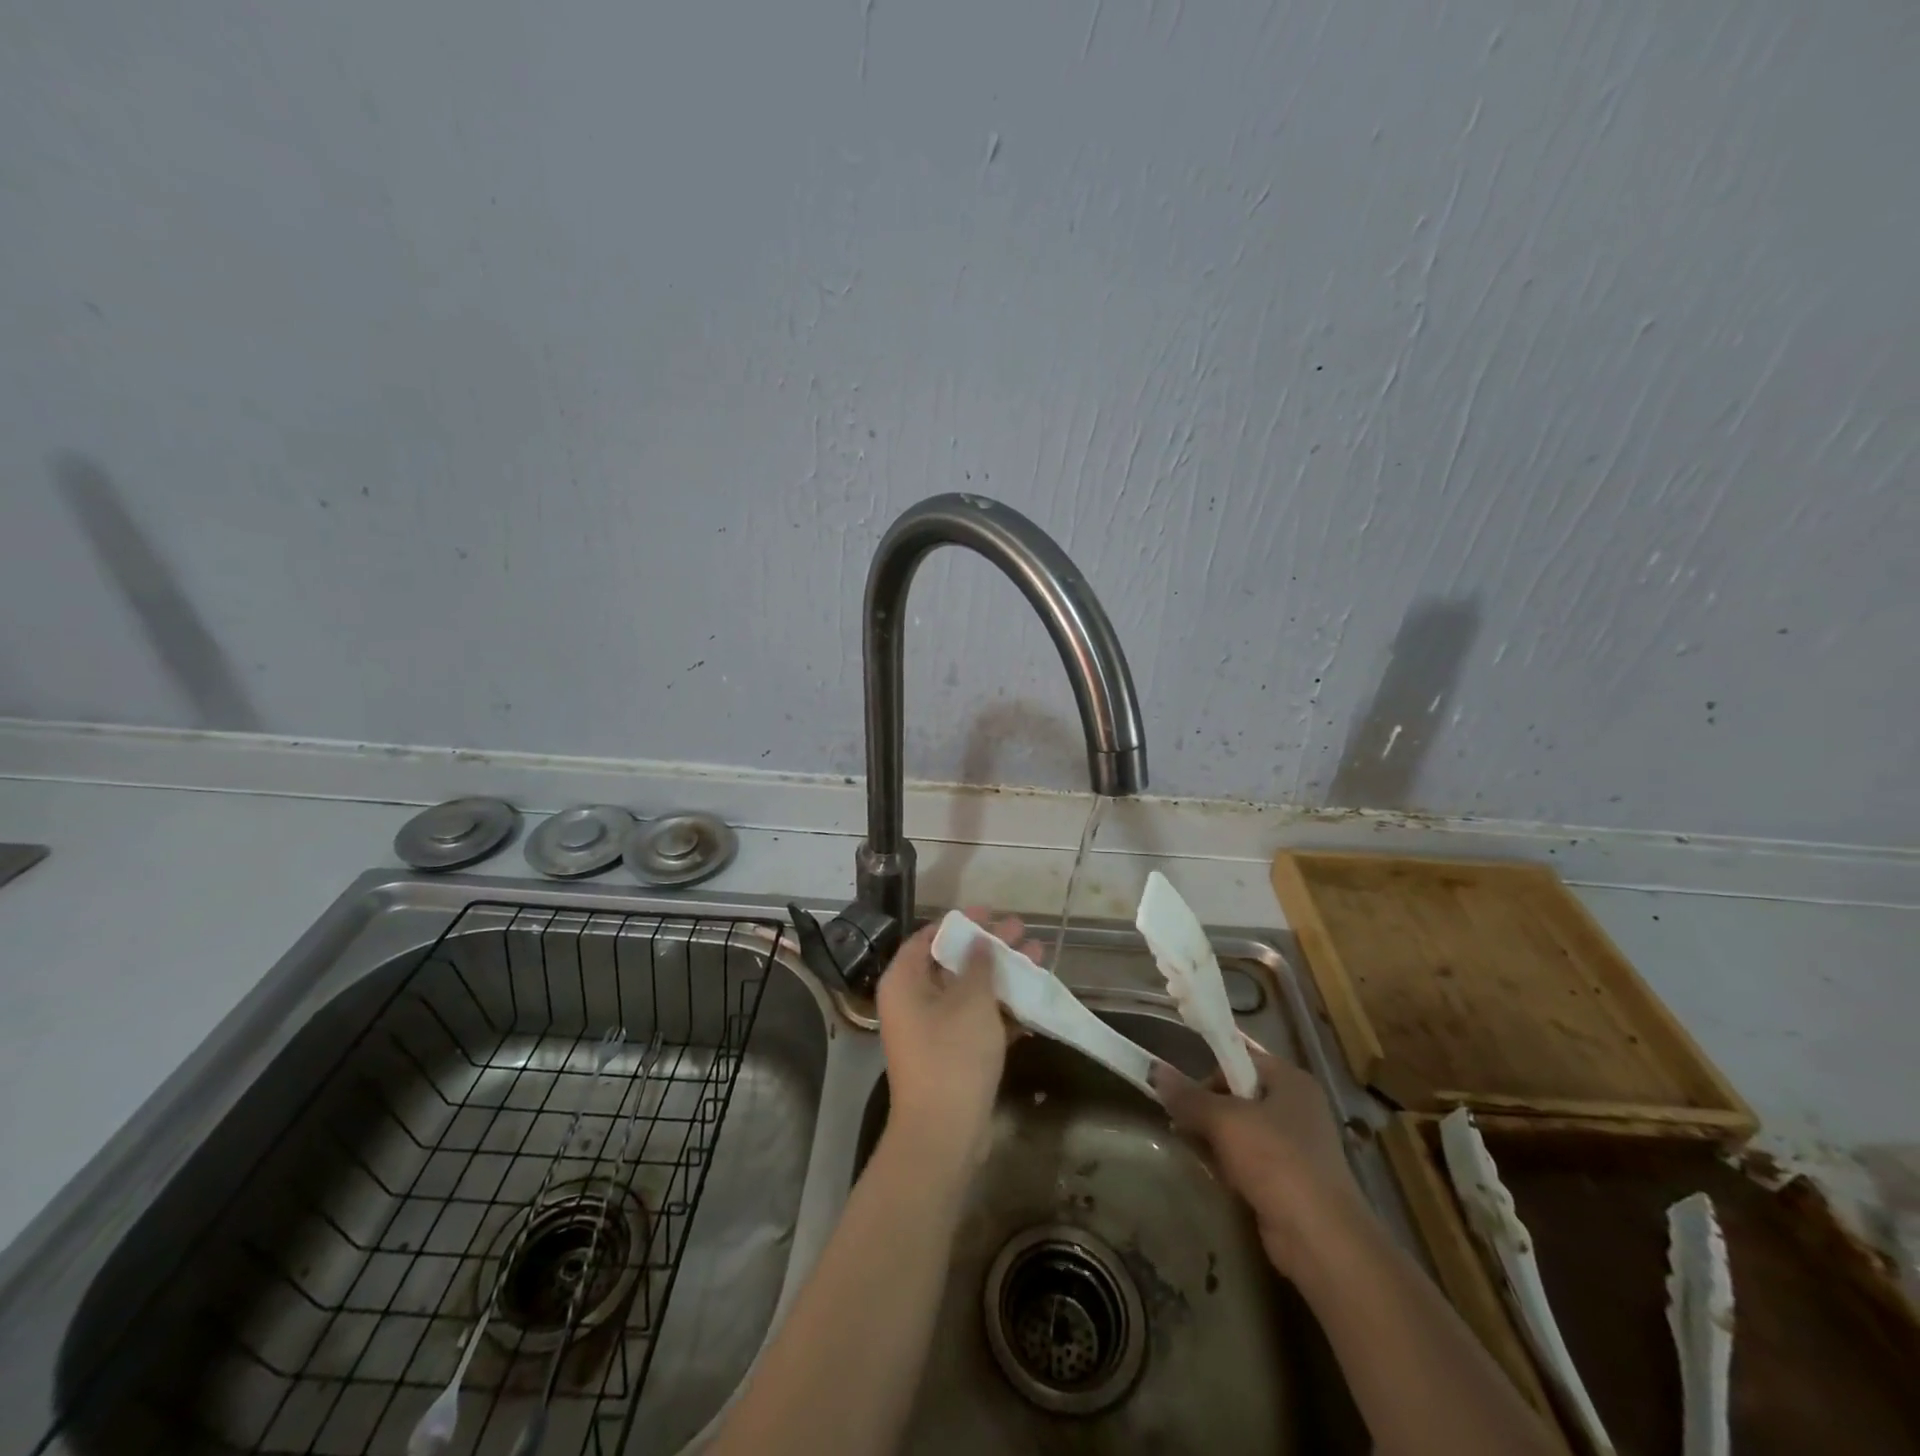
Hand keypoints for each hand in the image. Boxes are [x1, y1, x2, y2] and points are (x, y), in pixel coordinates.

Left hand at [875, 910, 1033, 1167]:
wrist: (943, 1134)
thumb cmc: (952, 1055)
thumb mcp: (971, 1001)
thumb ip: (979, 964)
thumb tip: (980, 942)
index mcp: (905, 980)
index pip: (930, 937)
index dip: (962, 923)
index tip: (992, 913)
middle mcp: (912, 1000)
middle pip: (953, 962)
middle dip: (990, 947)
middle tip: (1022, 931)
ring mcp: (931, 1029)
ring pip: (969, 991)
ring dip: (1001, 976)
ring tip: (1038, 957)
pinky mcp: (950, 1054)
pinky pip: (976, 1020)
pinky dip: (1001, 1009)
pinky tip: (1032, 1000)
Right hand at [1151, 1050, 1369, 1277]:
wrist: (1320, 1239)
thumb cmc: (1275, 1161)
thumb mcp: (1224, 1121)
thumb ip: (1188, 1096)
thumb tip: (1155, 1070)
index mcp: (1291, 1080)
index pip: (1240, 1060)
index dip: (1209, 1074)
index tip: (1184, 1096)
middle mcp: (1298, 1107)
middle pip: (1239, 1095)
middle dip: (1208, 1110)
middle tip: (1182, 1125)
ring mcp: (1298, 1146)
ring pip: (1243, 1130)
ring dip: (1216, 1139)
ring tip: (1194, 1150)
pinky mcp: (1292, 1181)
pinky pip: (1252, 1160)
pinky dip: (1231, 1165)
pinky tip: (1216, 1176)